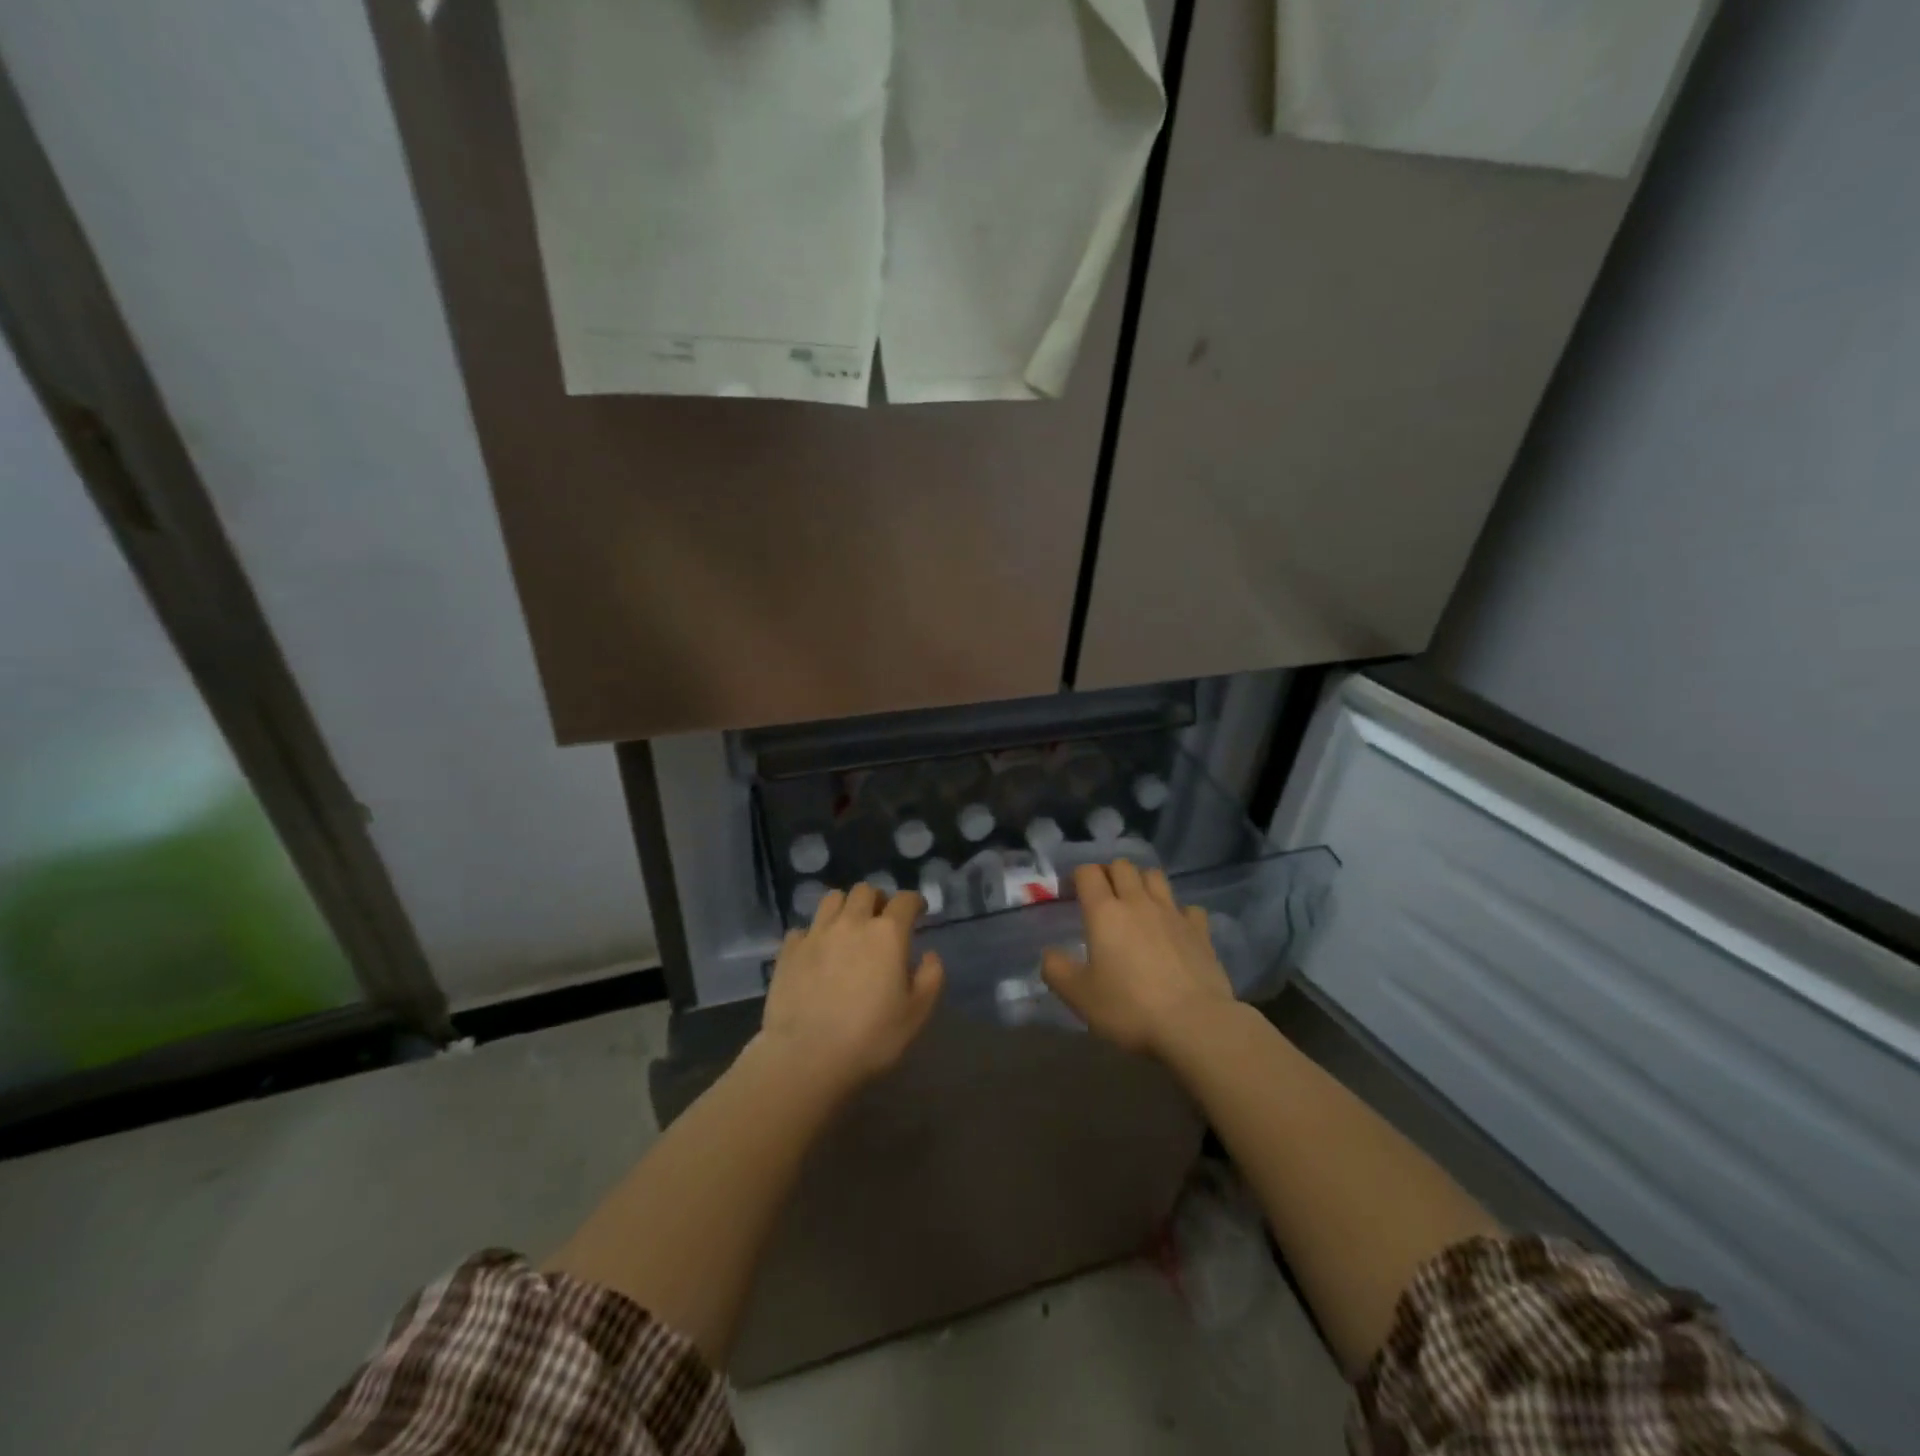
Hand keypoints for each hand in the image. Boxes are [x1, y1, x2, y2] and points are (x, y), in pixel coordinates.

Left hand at [758, 883, 944, 1090]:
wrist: (807, 1057)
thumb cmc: (871, 1038)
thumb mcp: (916, 1014)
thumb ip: (931, 978)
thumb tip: (929, 955)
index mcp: (887, 934)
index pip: (905, 900)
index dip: (915, 902)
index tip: (918, 911)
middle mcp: (852, 922)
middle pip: (865, 891)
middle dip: (877, 900)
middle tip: (881, 920)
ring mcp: (816, 933)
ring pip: (832, 899)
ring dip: (845, 907)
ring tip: (847, 928)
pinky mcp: (789, 950)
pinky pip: (803, 928)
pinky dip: (813, 935)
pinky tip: (816, 953)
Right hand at [1042, 861, 1234, 1058]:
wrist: (1194, 1024)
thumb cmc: (1129, 1008)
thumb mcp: (1078, 996)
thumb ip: (1056, 970)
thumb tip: (1049, 954)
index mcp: (1104, 912)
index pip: (1088, 872)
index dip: (1078, 877)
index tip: (1072, 894)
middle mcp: (1138, 902)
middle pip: (1123, 866)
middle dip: (1110, 873)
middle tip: (1103, 897)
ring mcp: (1173, 913)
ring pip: (1155, 877)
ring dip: (1143, 882)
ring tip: (1137, 904)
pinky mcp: (1200, 931)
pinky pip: (1188, 907)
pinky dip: (1178, 912)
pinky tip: (1175, 928)